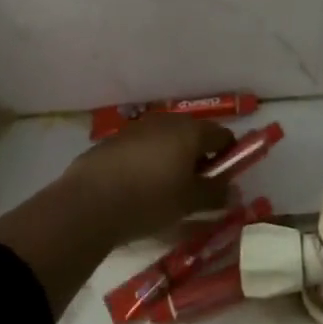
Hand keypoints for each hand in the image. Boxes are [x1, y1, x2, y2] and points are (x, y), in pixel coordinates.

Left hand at [57, 114, 234, 244]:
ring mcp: (139, 127)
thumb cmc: (150, 199)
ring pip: (167, 140)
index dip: (229, 156)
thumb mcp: (189, 202)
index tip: (223, 181)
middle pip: (194, 135)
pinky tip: (140, 186)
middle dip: (200, 158)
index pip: (223, 135)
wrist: (89, 202)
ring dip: (174, 159)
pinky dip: (150, 161)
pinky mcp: (115, 139)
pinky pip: (144, 146)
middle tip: (196, 188)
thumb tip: (233, 191)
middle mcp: (167, 121)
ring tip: (167, 189)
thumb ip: (215, 194)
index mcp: (191, 131)